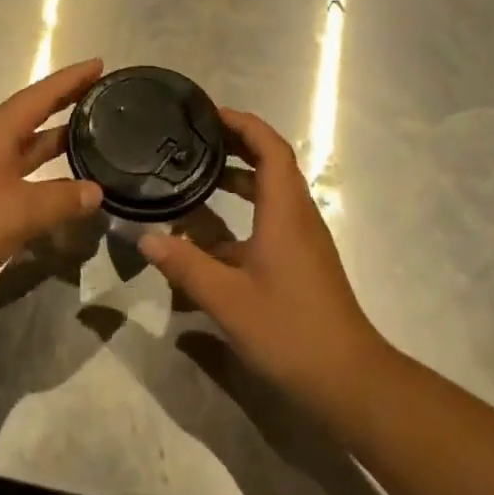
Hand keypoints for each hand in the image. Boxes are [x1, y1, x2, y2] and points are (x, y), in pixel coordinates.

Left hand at [0, 59, 105, 290]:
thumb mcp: (20, 211)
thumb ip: (62, 200)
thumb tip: (96, 192)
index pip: (43, 94)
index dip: (72, 79)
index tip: (100, 64)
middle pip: (35, 112)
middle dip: (68, 102)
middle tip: (103, 95)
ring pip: (26, 141)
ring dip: (56, 136)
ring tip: (92, 133)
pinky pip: (17, 164)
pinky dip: (41, 166)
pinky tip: (60, 180)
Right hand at [139, 108, 387, 416]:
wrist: (349, 380)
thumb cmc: (290, 330)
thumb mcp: (227, 299)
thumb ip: (185, 265)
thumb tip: (145, 237)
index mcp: (285, 211)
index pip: (270, 147)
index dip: (243, 124)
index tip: (209, 114)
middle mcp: (297, 216)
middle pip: (271, 163)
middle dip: (236, 145)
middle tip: (195, 139)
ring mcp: (302, 240)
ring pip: (270, 193)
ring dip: (237, 179)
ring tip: (195, 177)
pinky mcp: (300, 261)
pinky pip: (270, 219)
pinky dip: (241, 213)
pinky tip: (208, 235)